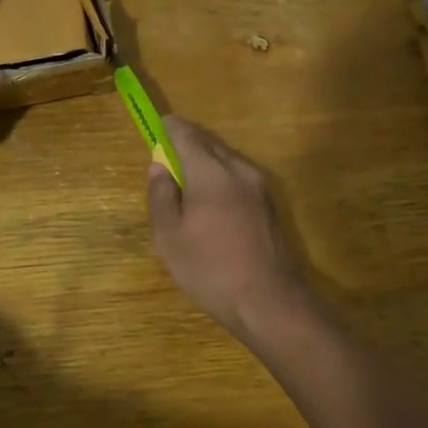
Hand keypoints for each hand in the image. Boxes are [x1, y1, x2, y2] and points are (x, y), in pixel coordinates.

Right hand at [146, 116, 312, 338]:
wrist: (269, 301)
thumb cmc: (211, 269)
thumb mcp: (170, 238)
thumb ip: (161, 196)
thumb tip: (158, 167)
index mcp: (211, 172)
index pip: (186, 134)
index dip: (169, 127)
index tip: (157, 126)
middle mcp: (239, 169)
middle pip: (209, 144)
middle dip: (187, 143)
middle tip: (167, 157)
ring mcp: (259, 186)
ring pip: (226, 160)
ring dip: (205, 162)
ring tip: (186, 182)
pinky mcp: (270, 204)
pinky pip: (238, 178)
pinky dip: (220, 178)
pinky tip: (210, 203)